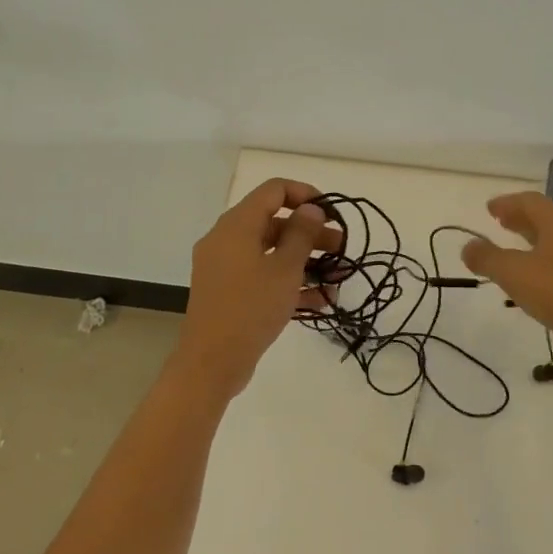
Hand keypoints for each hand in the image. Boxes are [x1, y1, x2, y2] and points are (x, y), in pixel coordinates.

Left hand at [173, 179, 341, 396]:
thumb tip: (311, 208)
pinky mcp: (228, 292)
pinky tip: (319, 300)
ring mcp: (224, 267)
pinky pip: (261, 276)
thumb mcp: (285, 269)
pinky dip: (287, 282)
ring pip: (270, 252)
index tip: (331, 213)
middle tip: (341, 248)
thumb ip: (301, 234)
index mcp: (237, 225)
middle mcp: (226, 239)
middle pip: (274, 222)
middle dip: (310, 233)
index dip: (305, 194)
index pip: (273, 190)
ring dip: (304, 261)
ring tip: (337, 277)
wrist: (211, 362)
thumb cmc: (250, 307)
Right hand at [460, 192, 552, 361]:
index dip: (507, 203)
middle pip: (546, 217)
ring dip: (534, 239)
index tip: (489, 209)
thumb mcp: (511, 272)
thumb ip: (486, 257)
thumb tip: (468, 246)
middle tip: (500, 223)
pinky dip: (546, 259)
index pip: (530, 201)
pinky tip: (535, 276)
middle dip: (521, 219)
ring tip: (514, 249)